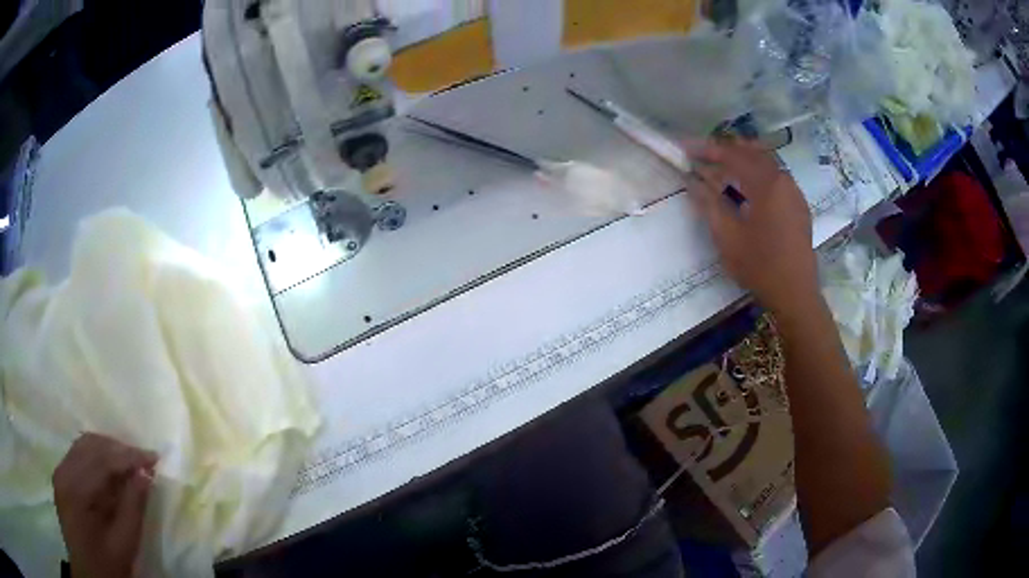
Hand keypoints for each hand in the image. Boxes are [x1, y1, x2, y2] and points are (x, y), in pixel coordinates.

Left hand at [53, 433, 157, 577]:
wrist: (88, 574)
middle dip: (119, 449)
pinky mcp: (61, 477)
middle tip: (145, 462)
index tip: (155, 458)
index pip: (103, 460)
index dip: (129, 456)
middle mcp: (63, 471)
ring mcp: (60, 472)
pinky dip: (97, 457)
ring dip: (108, 451)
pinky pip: (79, 455)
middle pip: (91, 445)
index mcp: (76, 489)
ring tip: (130, 465)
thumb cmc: (107, 566)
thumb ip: (133, 508)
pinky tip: (111, 471)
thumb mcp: (124, 544)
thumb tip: (146, 474)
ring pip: (84, 446)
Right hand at [687, 139, 818, 315]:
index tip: (685, 147)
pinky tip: (747, 186)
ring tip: (721, 166)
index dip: (707, 149)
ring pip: (766, 164)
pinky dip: (757, 174)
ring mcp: (794, 192)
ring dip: (742, 161)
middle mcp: (783, 180)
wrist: (796, 294)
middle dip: (725, 151)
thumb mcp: (727, 236)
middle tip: (701, 155)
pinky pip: (775, 178)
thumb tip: (691, 180)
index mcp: (767, 183)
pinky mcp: (798, 206)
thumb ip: (708, 203)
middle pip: (751, 153)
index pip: (733, 155)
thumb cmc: (760, 266)